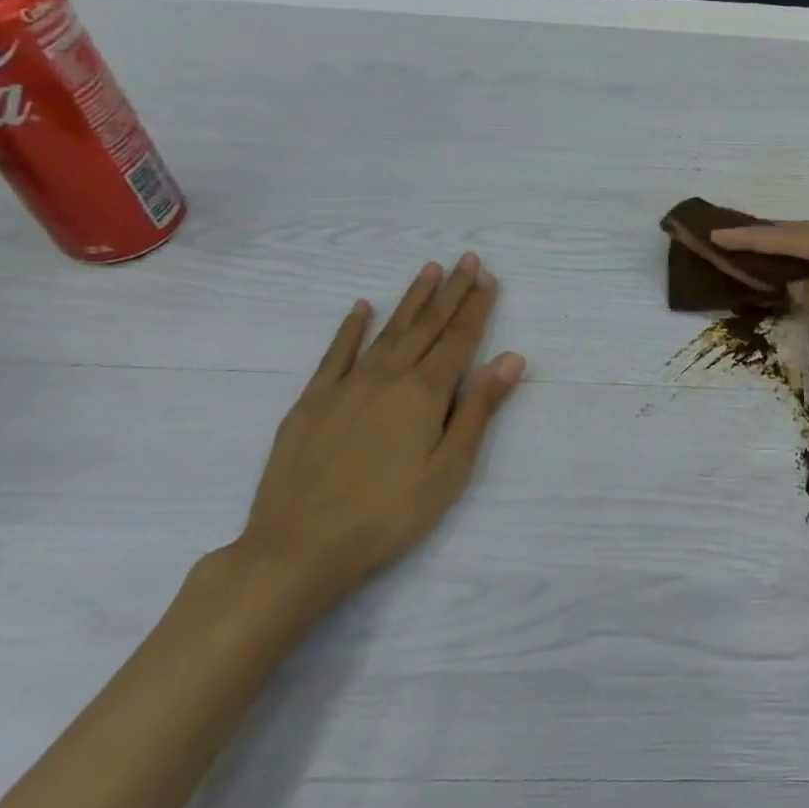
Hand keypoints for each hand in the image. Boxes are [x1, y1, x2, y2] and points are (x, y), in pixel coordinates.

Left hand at [233, 254, 524, 609]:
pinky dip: (351, 328)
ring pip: (387, 330)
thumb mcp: (449, 470)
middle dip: (451, 292)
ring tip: (429, 269)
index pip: (458, 340)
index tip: (489, 278)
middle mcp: (387, 376)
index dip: (476, 308)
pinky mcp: (312, 401)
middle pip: (426, 326)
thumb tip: (510, 358)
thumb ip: (479, 410)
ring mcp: (346, 386)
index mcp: (424, 393)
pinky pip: (336, 353)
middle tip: (467, 260)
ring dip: (411, 299)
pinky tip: (362, 308)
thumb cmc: (388, 514)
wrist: (298, 547)